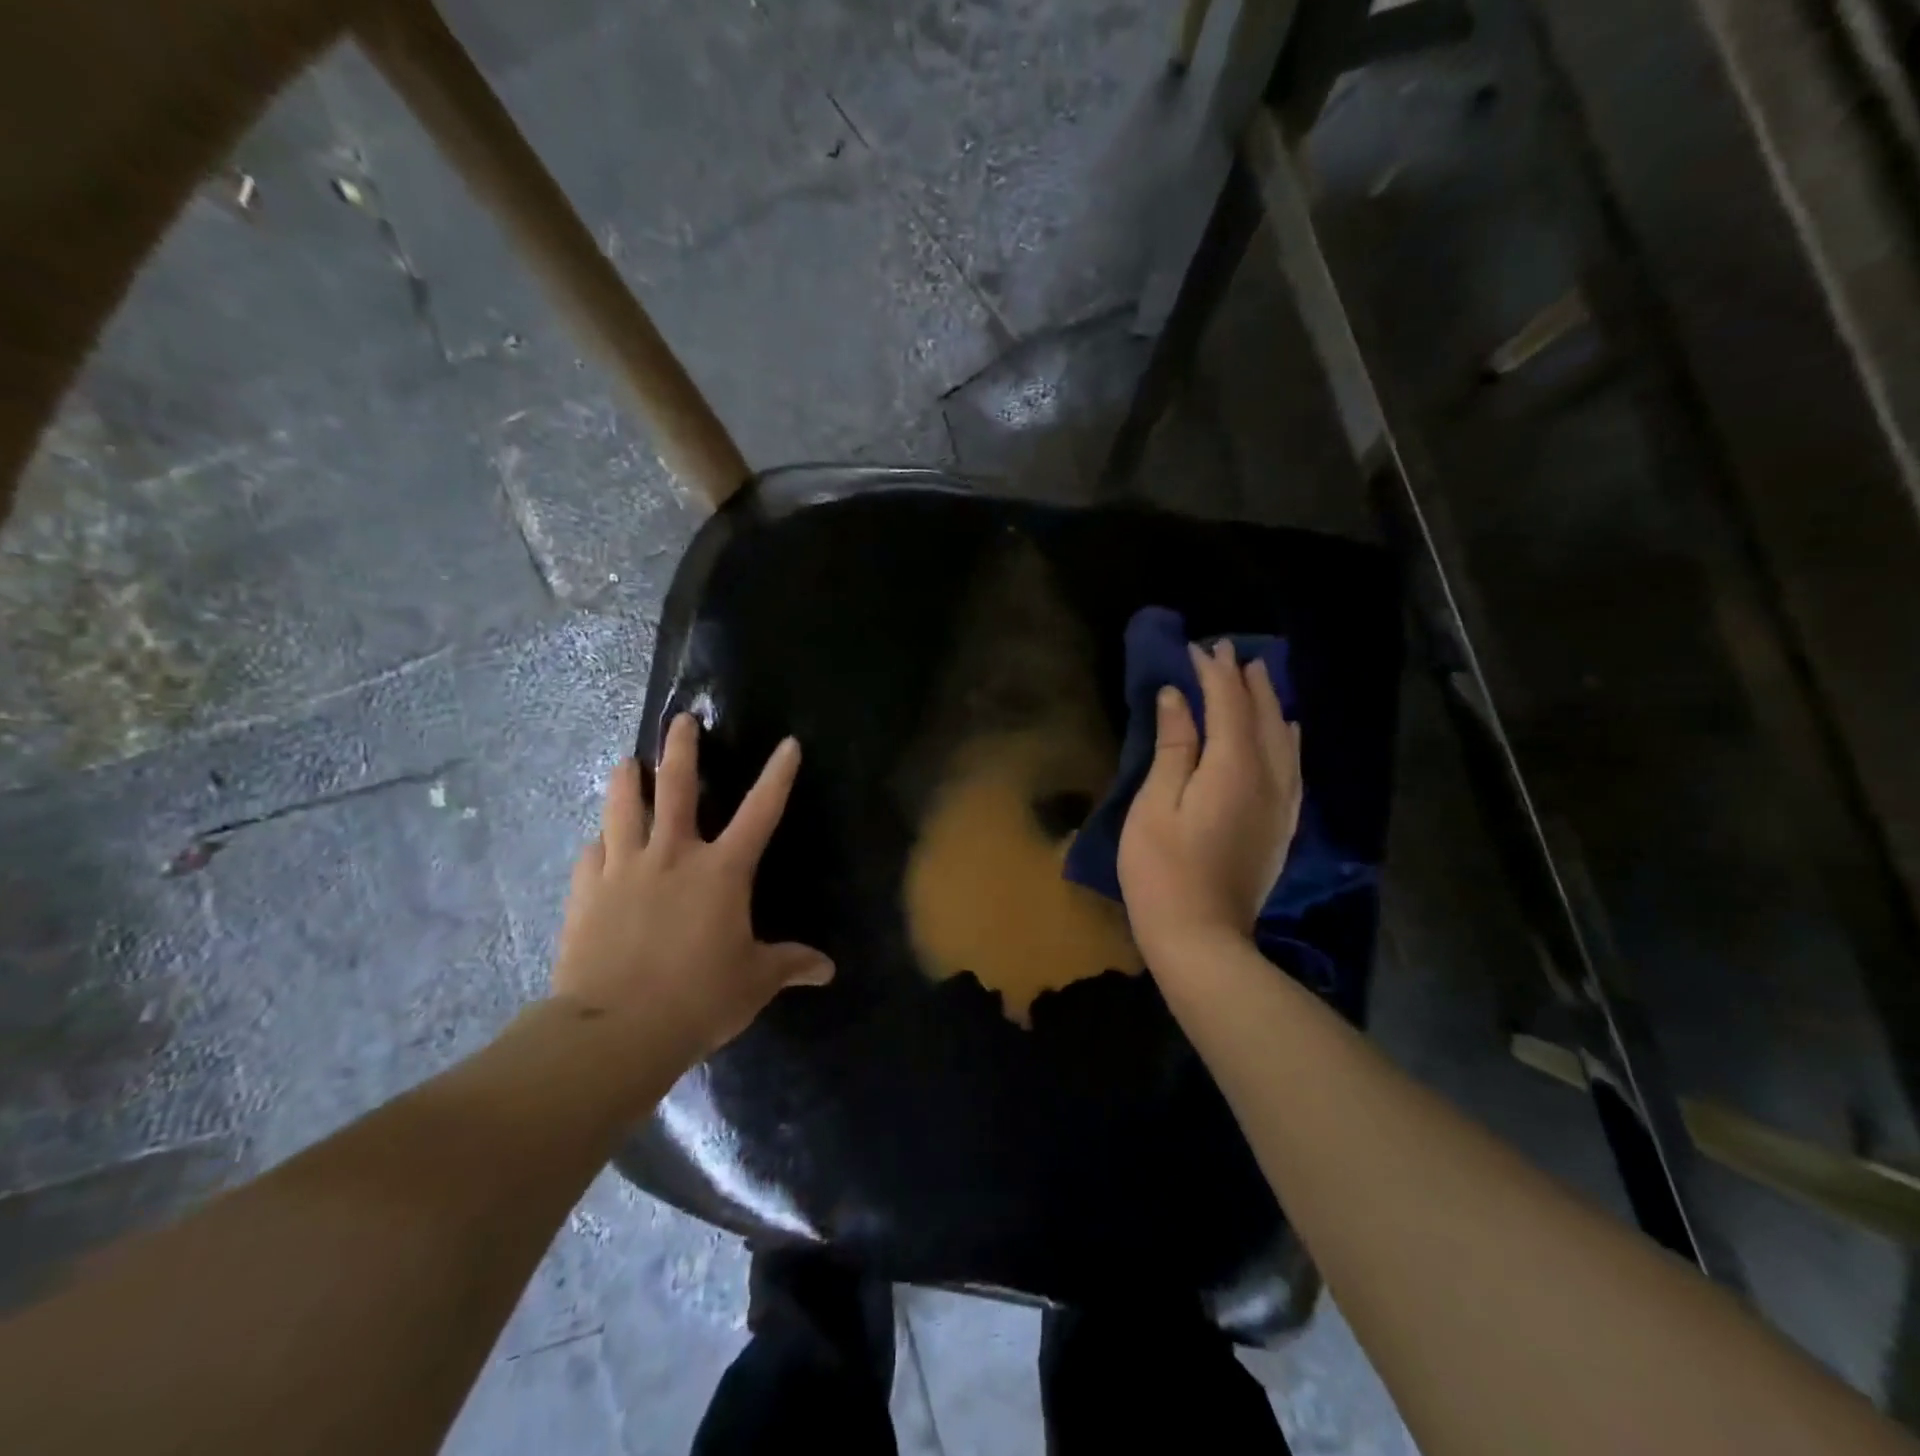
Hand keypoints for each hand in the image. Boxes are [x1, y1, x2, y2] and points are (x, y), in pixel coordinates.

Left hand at [552, 714, 833, 1061]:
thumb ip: (790, 965)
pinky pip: (592, 852)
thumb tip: (828, 969)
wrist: (615, 1029)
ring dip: (626, 780)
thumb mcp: (754, 983)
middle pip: (676, 787)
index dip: (778, 775)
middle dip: (681, 749)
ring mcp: (623, 868)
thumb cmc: (698, 998)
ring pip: (623, 807)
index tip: (788, 744)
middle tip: (681, 721)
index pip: (761, 811)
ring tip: (626, 763)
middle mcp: (673, 855)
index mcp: (722, 871)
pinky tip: (599, 842)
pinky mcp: (586, 891)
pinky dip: (599, 842)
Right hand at [1117, 641, 1302, 968]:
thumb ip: (1173, 747)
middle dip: (1246, 680)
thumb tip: (1178, 697)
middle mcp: (1269, 778)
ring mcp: (1281, 805)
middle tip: (1229, 651)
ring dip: (1270, 703)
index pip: (1229, 705)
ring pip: (1284, 738)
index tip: (1200, 646)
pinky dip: (1287, 738)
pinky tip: (1287, 731)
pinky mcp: (1282, 826)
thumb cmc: (1162, 870)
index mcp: (1235, 768)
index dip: (1215, 673)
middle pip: (1263, 716)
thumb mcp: (1156, 804)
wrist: (1201, 939)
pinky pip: (1293, 767)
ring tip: (1258, 677)